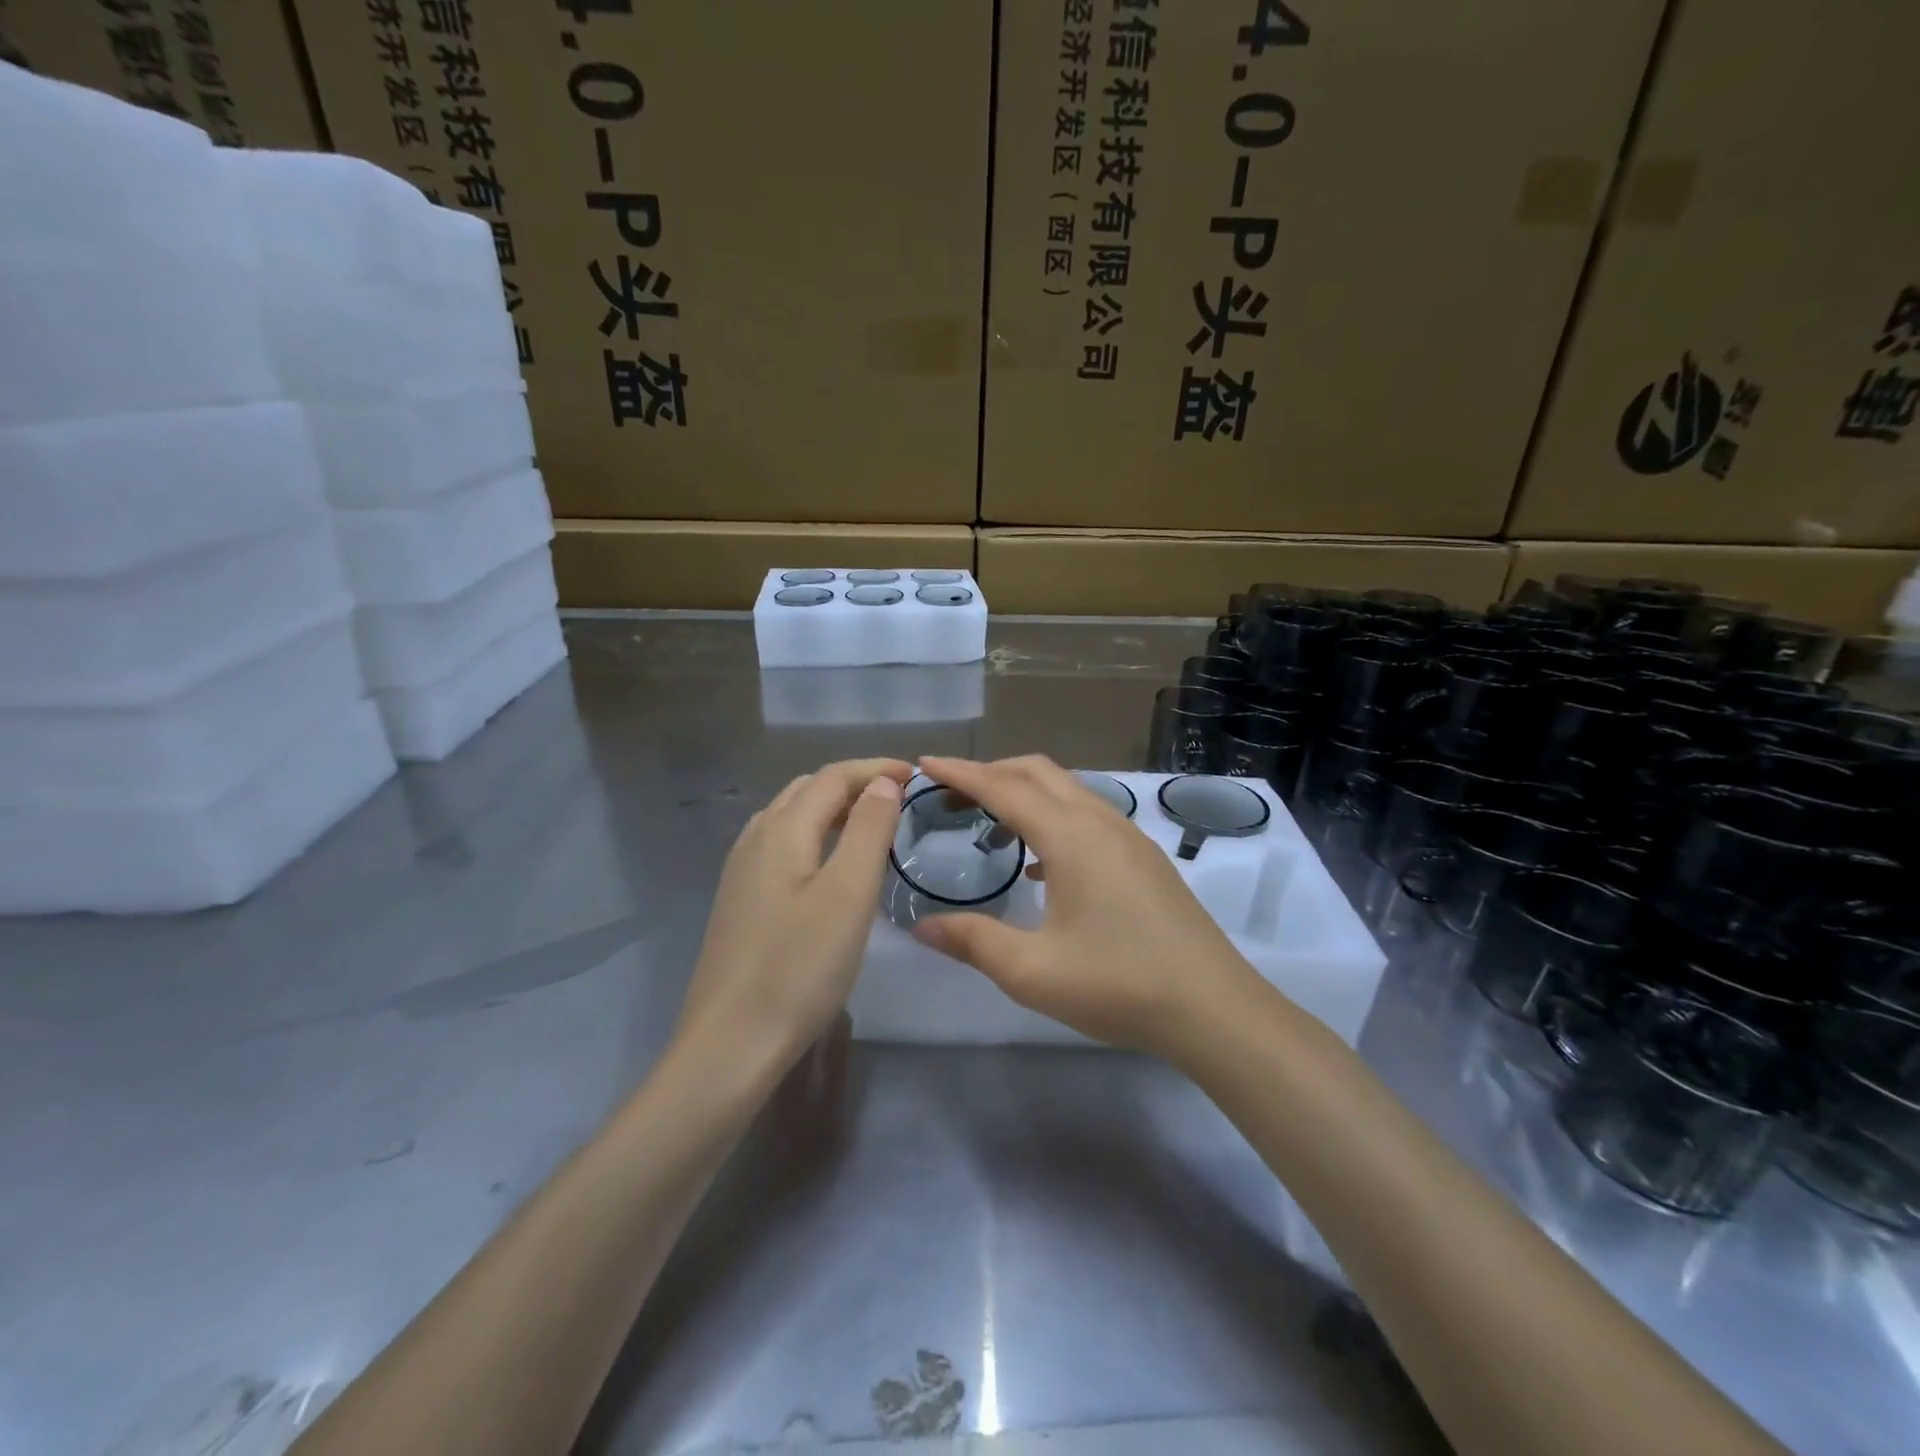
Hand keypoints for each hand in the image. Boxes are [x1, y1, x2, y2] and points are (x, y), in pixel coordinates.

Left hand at [675, 758, 908, 1081]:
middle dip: (855, 783)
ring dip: (834, 808)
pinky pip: (783, 845)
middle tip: (899, 798)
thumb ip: (868, 830)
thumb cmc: (799, 966)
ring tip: (872, 825)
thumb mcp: (847, 894)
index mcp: (782, 829)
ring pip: (792, 817)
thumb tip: (882, 783)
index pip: (832, 777)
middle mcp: (756, 838)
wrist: (731, 1042)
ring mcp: (742, 870)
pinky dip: (816, 835)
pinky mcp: (741, 900)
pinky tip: (832, 865)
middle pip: (808, 790)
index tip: (917, 777)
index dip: (875, 768)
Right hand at [912, 755, 1267, 1057]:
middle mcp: (1100, 821)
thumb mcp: (1031, 971)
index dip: (961, 772)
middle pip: (1038, 772)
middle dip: (991, 773)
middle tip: (951, 795)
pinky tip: (1040, 864)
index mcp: (1070, 836)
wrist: (1213, 1007)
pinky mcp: (1143, 857)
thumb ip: (972, 941)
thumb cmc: (1118, 984)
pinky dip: (1052, 818)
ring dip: (1024, 794)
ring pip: (1067, 791)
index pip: (1004, 788)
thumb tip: (921, 927)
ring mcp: (1128, 836)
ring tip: (989, 826)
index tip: (925, 763)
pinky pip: (1087, 815)